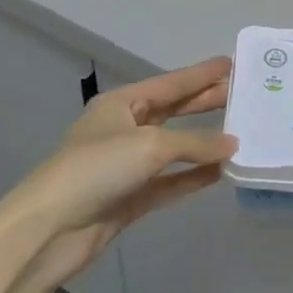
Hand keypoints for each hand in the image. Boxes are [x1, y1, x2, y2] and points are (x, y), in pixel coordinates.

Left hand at [5, 57, 235, 289]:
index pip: (171, 83)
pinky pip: (170, 181)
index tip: (232, 63)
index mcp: (121, 103)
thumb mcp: (150, 145)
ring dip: (204, 142)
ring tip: (240, 132)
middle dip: (206, 103)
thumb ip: (195, 142)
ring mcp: (127, 165)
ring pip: (174, 148)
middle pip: (173, 111)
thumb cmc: (97, 169)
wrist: (49, 229)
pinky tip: (221, 172)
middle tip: (243, 95)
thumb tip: (233, 145)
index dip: (201, 74)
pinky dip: (194, 176)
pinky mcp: (131, 197)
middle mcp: (124, 128)